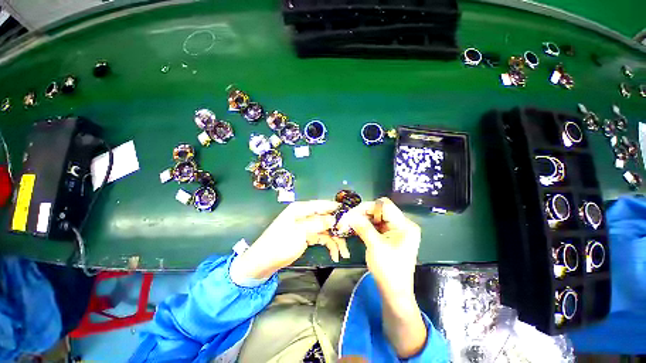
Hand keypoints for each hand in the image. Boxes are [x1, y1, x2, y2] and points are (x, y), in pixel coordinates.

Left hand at [234, 200, 349, 279]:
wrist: (263, 262)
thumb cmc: (279, 244)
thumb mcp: (300, 233)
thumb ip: (318, 224)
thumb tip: (334, 219)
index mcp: (300, 209)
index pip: (321, 205)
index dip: (335, 208)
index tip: (350, 212)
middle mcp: (304, 215)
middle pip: (326, 218)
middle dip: (338, 228)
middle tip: (350, 237)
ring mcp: (306, 226)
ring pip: (325, 230)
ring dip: (335, 240)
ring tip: (344, 253)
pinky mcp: (307, 236)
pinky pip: (321, 238)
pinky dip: (329, 245)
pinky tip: (335, 255)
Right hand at [338, 197, 425, 357]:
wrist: (394, 292)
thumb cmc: (388, 270)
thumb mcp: (375, 246)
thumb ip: (363, 227)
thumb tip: (350, 214)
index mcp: (404, 225)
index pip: (384, 206)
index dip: (367, 207)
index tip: (352, 213)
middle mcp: (402, 224)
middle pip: (380, 210)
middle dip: (363, 213)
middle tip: (348, 218)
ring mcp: (396, 230)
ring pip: (376, 217)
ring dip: (363, 219)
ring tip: (350, 223)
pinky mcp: (389, 236)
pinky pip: (376, 225)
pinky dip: (366, 225)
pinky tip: (356, 227)